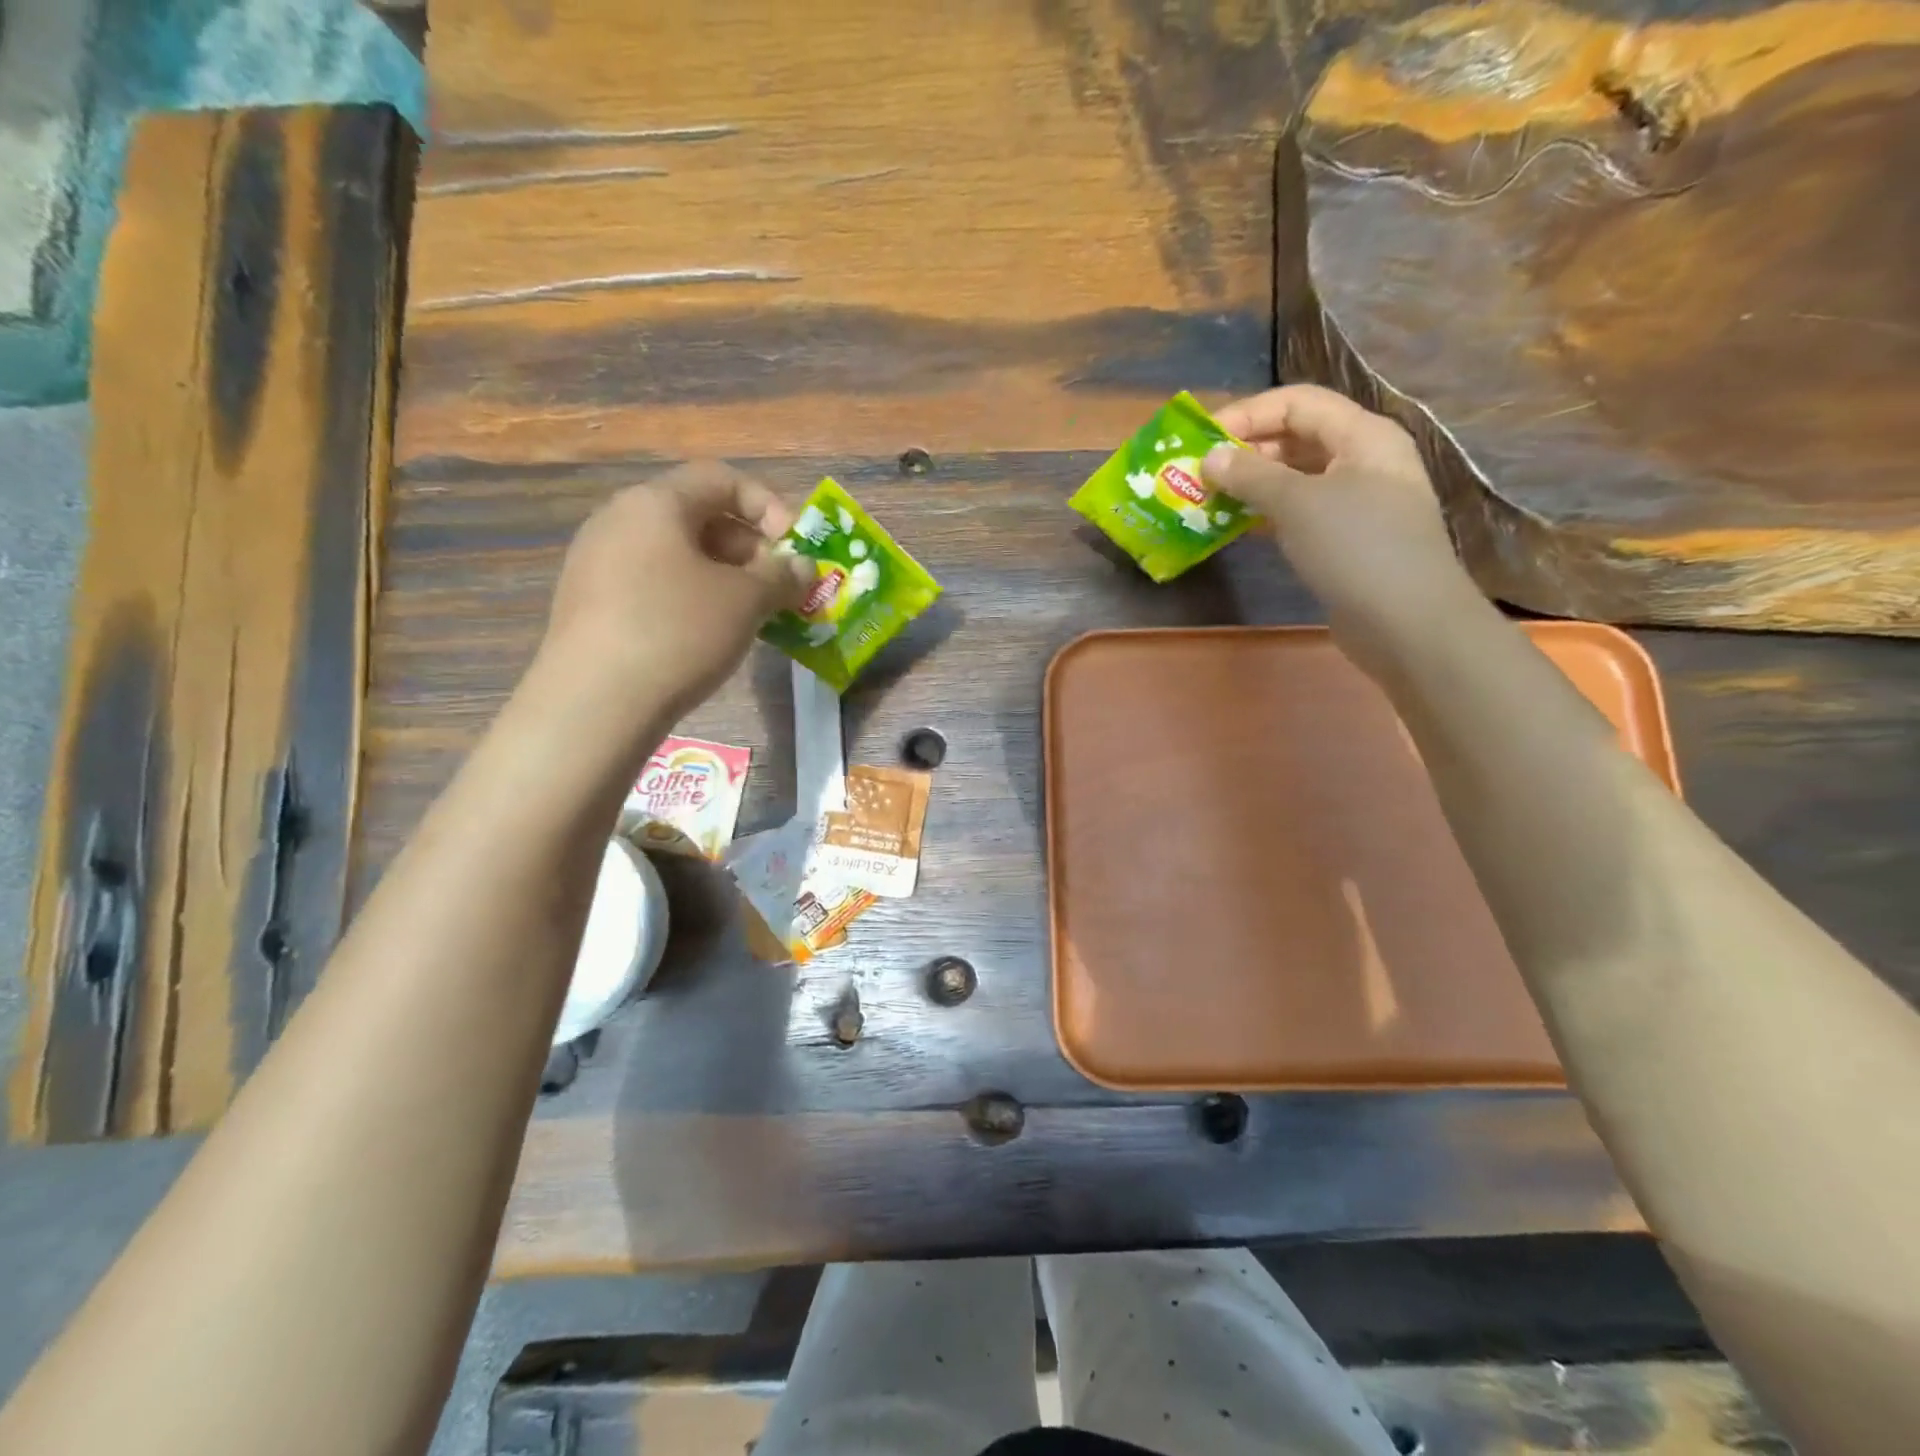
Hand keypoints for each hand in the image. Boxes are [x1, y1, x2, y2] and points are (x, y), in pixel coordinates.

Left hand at [541, 461, 811, 726]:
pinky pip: (655, 585)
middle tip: (780, 590)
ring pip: (678, 556)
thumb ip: (781, 576)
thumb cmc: (678, 632)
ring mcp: (598, 562)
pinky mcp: (591, 603)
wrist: (595, 702)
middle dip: (751, 550)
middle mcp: (620, 520)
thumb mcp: (745, 601)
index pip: (722, 479)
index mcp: (655, 503)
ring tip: (752, 617)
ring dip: (726, 579)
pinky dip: (692, 599)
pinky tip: (709, 637)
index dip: (769, 506)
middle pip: (700, 517)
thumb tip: (802, 568)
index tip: (795, 550)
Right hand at [1201, 385, 1479, 667]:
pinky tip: (1235, 526)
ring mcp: (1357, 502)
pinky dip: (1266, 514)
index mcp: (1363, 435)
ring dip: (1252, 484)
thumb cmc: (1356, 548)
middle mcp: (1363, 460)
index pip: (1298, 402)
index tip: (1203, 439)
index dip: (1248, 413)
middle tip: (1200, 473)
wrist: (1406, 622)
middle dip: (1247, 450)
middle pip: (1297, 437)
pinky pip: (1299, 512)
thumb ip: (1251, 475)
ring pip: (1296, 477)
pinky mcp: (1346, 539)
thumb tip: (1210, 458)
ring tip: (1209, 499)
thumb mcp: (1299, 503)